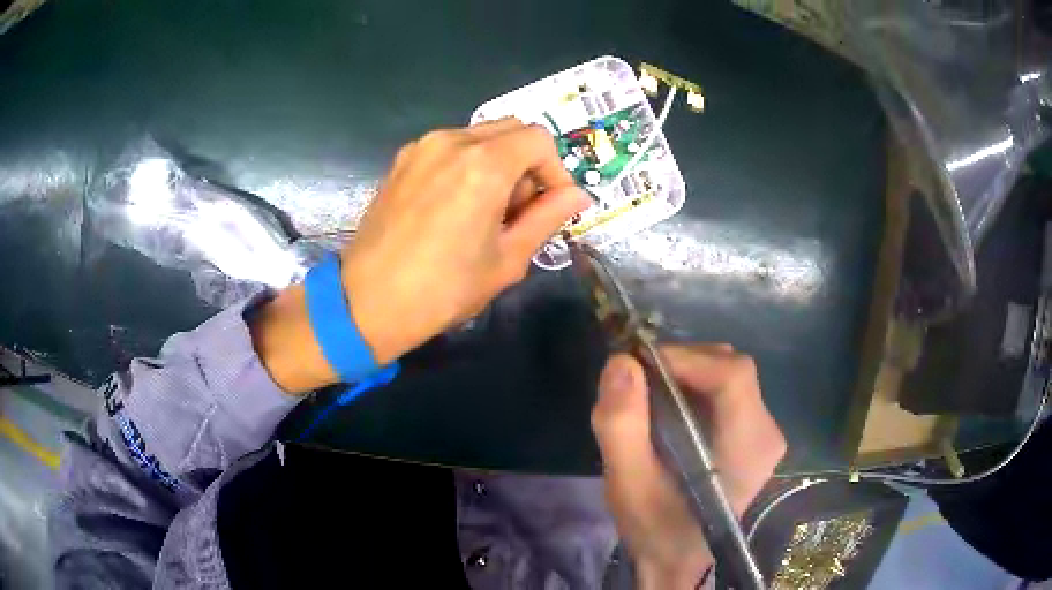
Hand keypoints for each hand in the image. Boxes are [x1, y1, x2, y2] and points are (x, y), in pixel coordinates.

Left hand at [341, 119, 588, 363]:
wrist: (367, 301)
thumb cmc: (443, 289)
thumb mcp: (507, 259)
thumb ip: (547, 217)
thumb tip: (579, 195)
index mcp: (485, 164)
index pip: (540, 140)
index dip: (556, 171)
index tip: (552, 206)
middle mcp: (453, 140)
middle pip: (512, 130)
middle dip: (528, 164)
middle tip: (519, 211)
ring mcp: (423, 146)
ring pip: (481, 136)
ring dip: (499, 163)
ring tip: (486, 212)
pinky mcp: (403, 159)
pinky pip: (451, 146)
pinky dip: (468, 164)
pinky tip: (456, 206)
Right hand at [591, 345, 785, 588]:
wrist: (680, 561)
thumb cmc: (657, 529)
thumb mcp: (628, 485)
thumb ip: (621, 426)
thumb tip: (621, 363)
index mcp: (747, 446)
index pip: (732, 375)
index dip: (685, 358)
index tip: (640, 367)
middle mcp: (767, 432)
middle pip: (731, 368)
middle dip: (681, 364)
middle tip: (638, 382)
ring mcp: (764, 433)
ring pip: (728, 376)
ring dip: (686, 375)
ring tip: (649, 397)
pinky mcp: (754, 435)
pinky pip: (727, 392)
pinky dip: (694, 389)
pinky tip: (669, 412)